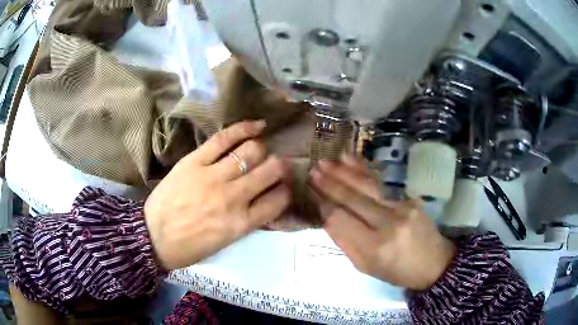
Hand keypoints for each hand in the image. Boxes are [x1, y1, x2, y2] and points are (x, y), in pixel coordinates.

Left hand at [144, 121, 290, 269]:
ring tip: (260, 150)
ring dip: (262, 149)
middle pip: (270, 170)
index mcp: (241, 223)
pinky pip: (224, 138)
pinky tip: (257, 126)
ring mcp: (213, 176)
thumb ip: (247, 221)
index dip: (286, 191)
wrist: (152, 237)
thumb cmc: (189, 247)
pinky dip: (244, 129)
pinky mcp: (195, 161)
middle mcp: (233, 198)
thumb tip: (263, 201)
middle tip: (275, 166)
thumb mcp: (225, 242)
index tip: (283, 187)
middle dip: (279, 167)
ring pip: (251, 151)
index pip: (278, 200)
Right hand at [309, 155, 455, 289]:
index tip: (311, 193)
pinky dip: (362, 170)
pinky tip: (349, 159)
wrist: (434, 262)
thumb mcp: (366, 266)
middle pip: (352, 199)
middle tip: (312, 171)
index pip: (340, 220)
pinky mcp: (409, 198)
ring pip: (367, 185)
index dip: (324, 205)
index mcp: (374, 247)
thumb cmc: (397, 270)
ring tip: (325, 162)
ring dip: (344, 172)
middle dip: (329, 184)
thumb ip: (345, 242)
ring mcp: (402, 207)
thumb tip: (327, 215)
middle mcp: (388, 224)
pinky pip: (381, 183)